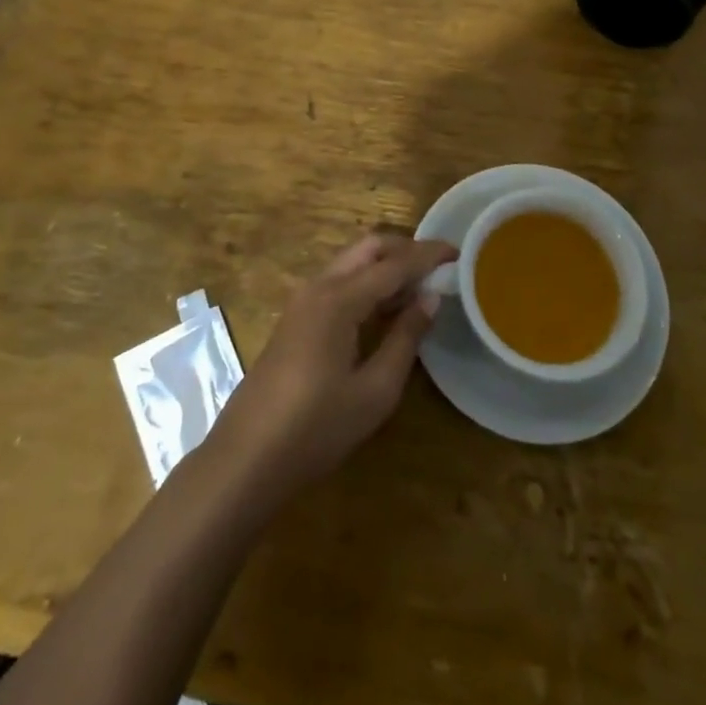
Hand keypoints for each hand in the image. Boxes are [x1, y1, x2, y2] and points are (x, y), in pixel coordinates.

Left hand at [208, 235, 456, 502]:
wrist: (247, 456)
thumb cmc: (316, 428)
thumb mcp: (374, 391)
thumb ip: (405, 338)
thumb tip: (431, 298)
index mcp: (339, 299)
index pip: (393, 264)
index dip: (427, 255)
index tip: (458, 252)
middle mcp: (318, 286)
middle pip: (367, 248)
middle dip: (404, 249)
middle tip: (438, 267)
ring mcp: (302, 300)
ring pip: (351, 262)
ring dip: (385, 265)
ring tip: (419, 288)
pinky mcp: (295, 317)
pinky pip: (337, 282)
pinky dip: (366, 282)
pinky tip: (385, 308)